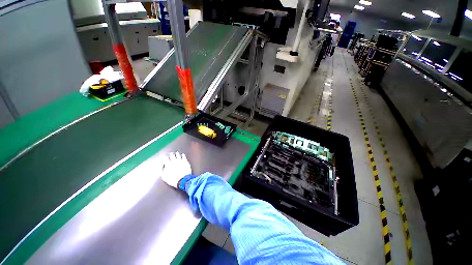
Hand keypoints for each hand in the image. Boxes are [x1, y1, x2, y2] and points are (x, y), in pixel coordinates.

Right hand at [161, 152, 191, 187]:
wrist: (183, 180)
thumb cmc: (172, 179)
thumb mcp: (164, 176)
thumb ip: (162, 170)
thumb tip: (162, 166)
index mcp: (168, 164)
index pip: (165, 158)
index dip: (165, 157)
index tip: (165, 157)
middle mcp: (174, 161)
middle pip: (172, 155)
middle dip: (171, 154)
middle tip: (171, 153)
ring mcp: (180, 160)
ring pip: (178, 155)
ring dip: (176, 154)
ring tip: (176, 153)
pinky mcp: (185, 161)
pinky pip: (184, 156)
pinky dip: (183, 155)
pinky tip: (182, 154)